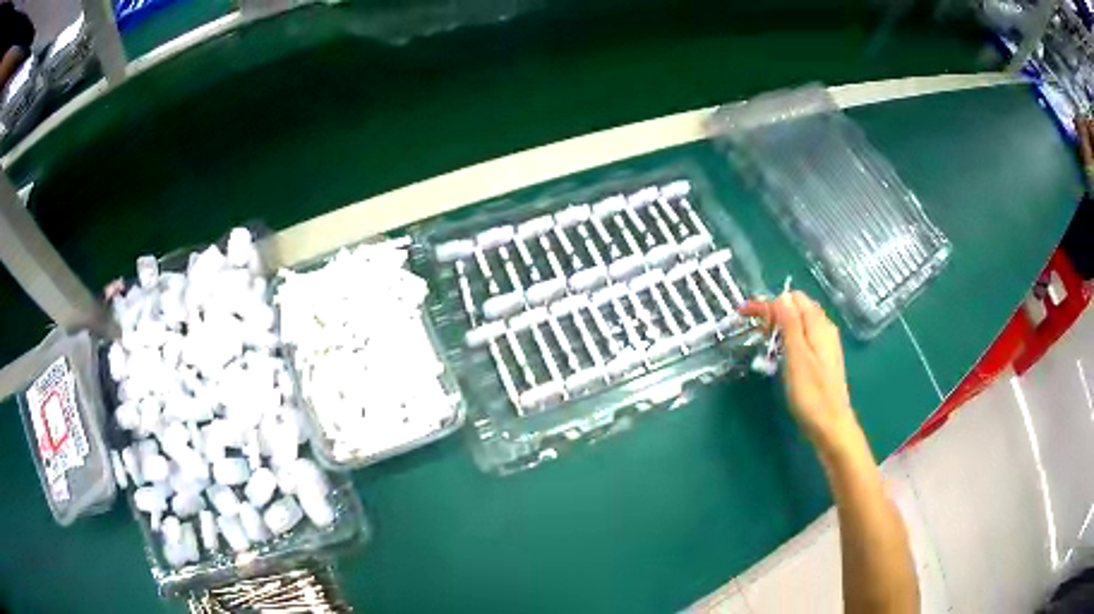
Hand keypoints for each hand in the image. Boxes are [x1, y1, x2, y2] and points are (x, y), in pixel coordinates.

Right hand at [742, 292, 859, 452]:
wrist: (831, 426)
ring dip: (781, 327)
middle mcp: (824, 329)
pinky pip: (804, 338)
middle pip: (797, 307)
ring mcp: (825, 344)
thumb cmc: (811, 394)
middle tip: (757, 332)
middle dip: (774, 312)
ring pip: (800, 323)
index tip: (745, 316)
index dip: (768, 303)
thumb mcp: (796, 356)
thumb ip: (790, 324)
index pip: (792, 298)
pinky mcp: (822, 359)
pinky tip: (780, 355)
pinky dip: (789, 340)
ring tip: (765, 343)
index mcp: (818, 325)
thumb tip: (782, 296)